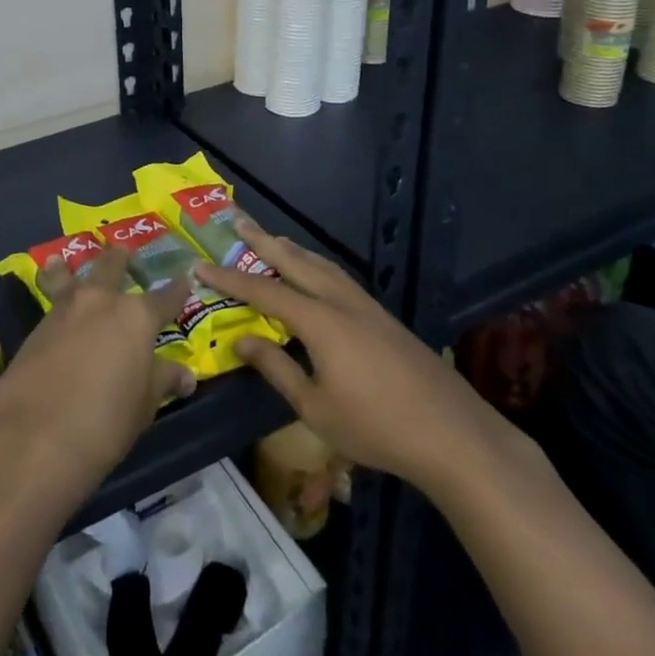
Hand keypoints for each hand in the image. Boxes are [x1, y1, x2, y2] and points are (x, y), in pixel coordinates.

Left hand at [0, 247, 195, 501]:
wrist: (36, 436)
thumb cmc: (104, 423)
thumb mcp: (143, 406)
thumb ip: (162, 381)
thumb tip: (185, 375)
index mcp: (136, 316)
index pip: (164, 297)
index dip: (177, 291)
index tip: (186, 278)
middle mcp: (101, 300)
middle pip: (112, 268)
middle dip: (120, 260)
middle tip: (123, 253)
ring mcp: (65, 308)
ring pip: (73, 276)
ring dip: (73, 268)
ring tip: (64, 261)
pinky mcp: (37, 325)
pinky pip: (51, 297)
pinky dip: (52, 289)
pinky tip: (50, 292)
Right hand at [205, 223, 517, 502]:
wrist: (454, 435)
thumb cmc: (377, 427)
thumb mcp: (316, 407)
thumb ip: (277, 368)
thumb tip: (240, 340)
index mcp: (320, 321)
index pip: (264, 291)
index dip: (230, 278)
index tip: (200, 265)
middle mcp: (341, 302)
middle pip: (295, 261)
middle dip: (264, 241)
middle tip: (238, 220)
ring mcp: (366, 307)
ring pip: (322, 265)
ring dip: (292, 249)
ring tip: (272, 239)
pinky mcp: (383, 318)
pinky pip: (339, 277)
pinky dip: (316, 265)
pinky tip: (315, 274)